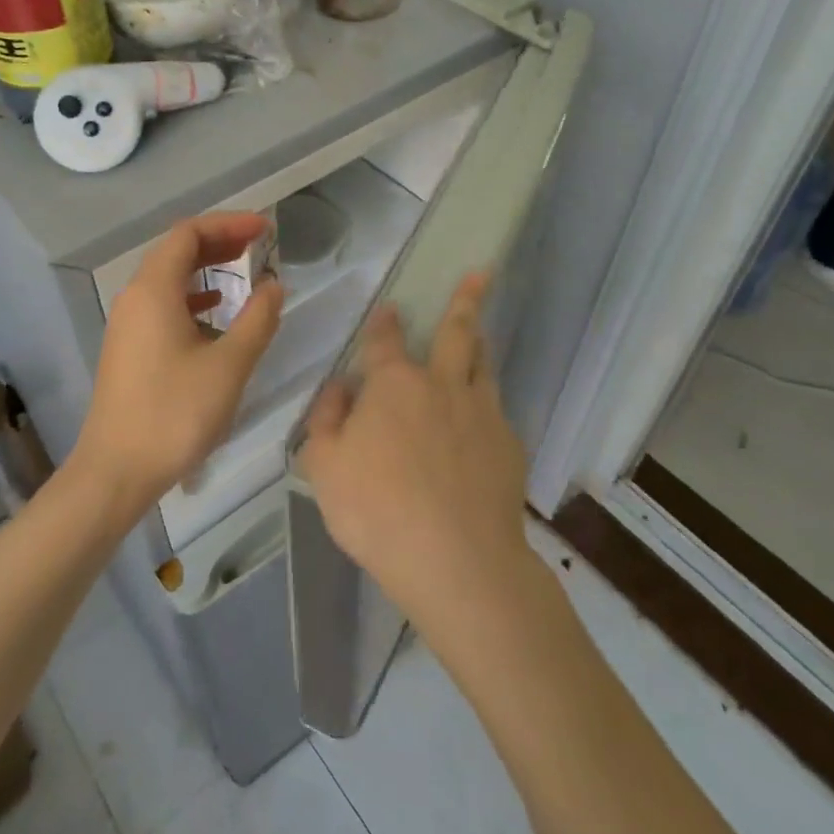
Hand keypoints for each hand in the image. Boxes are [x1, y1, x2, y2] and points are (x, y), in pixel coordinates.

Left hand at [73, 213, 283, 513]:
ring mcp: (127, 323)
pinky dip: (191, 297)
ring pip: (168, 279)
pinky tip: (214, 313)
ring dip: (205, 269)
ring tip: (243, 271)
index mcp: (153, 290)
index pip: (189, 234)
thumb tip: (273, 285)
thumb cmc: (175, 414)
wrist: (117, 470)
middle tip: (259, 245)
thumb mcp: (229, 366)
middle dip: (218, 241)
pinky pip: (161, 304)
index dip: (229, 224)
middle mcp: (134, 297)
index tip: (265, 230)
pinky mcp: (128, 347)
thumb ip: (258, 319)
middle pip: (176, 251)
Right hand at [298, 274, 530, 636]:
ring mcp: (482, 414)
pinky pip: (496, 410)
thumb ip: (326, 419)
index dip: (385, 323)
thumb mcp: (324, 465)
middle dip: (465, 300)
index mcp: (394, 385)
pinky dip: (487, 402)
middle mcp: (442, 386)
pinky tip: (483, 418)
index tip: (390, 307)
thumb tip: (340, 387)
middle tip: (482, 272)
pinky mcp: (509, 446)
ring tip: (483, 329)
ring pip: (484, 365)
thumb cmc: (376, 510)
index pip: (386, 341)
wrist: (457, 561)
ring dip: (481, 342)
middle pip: (457, 333)